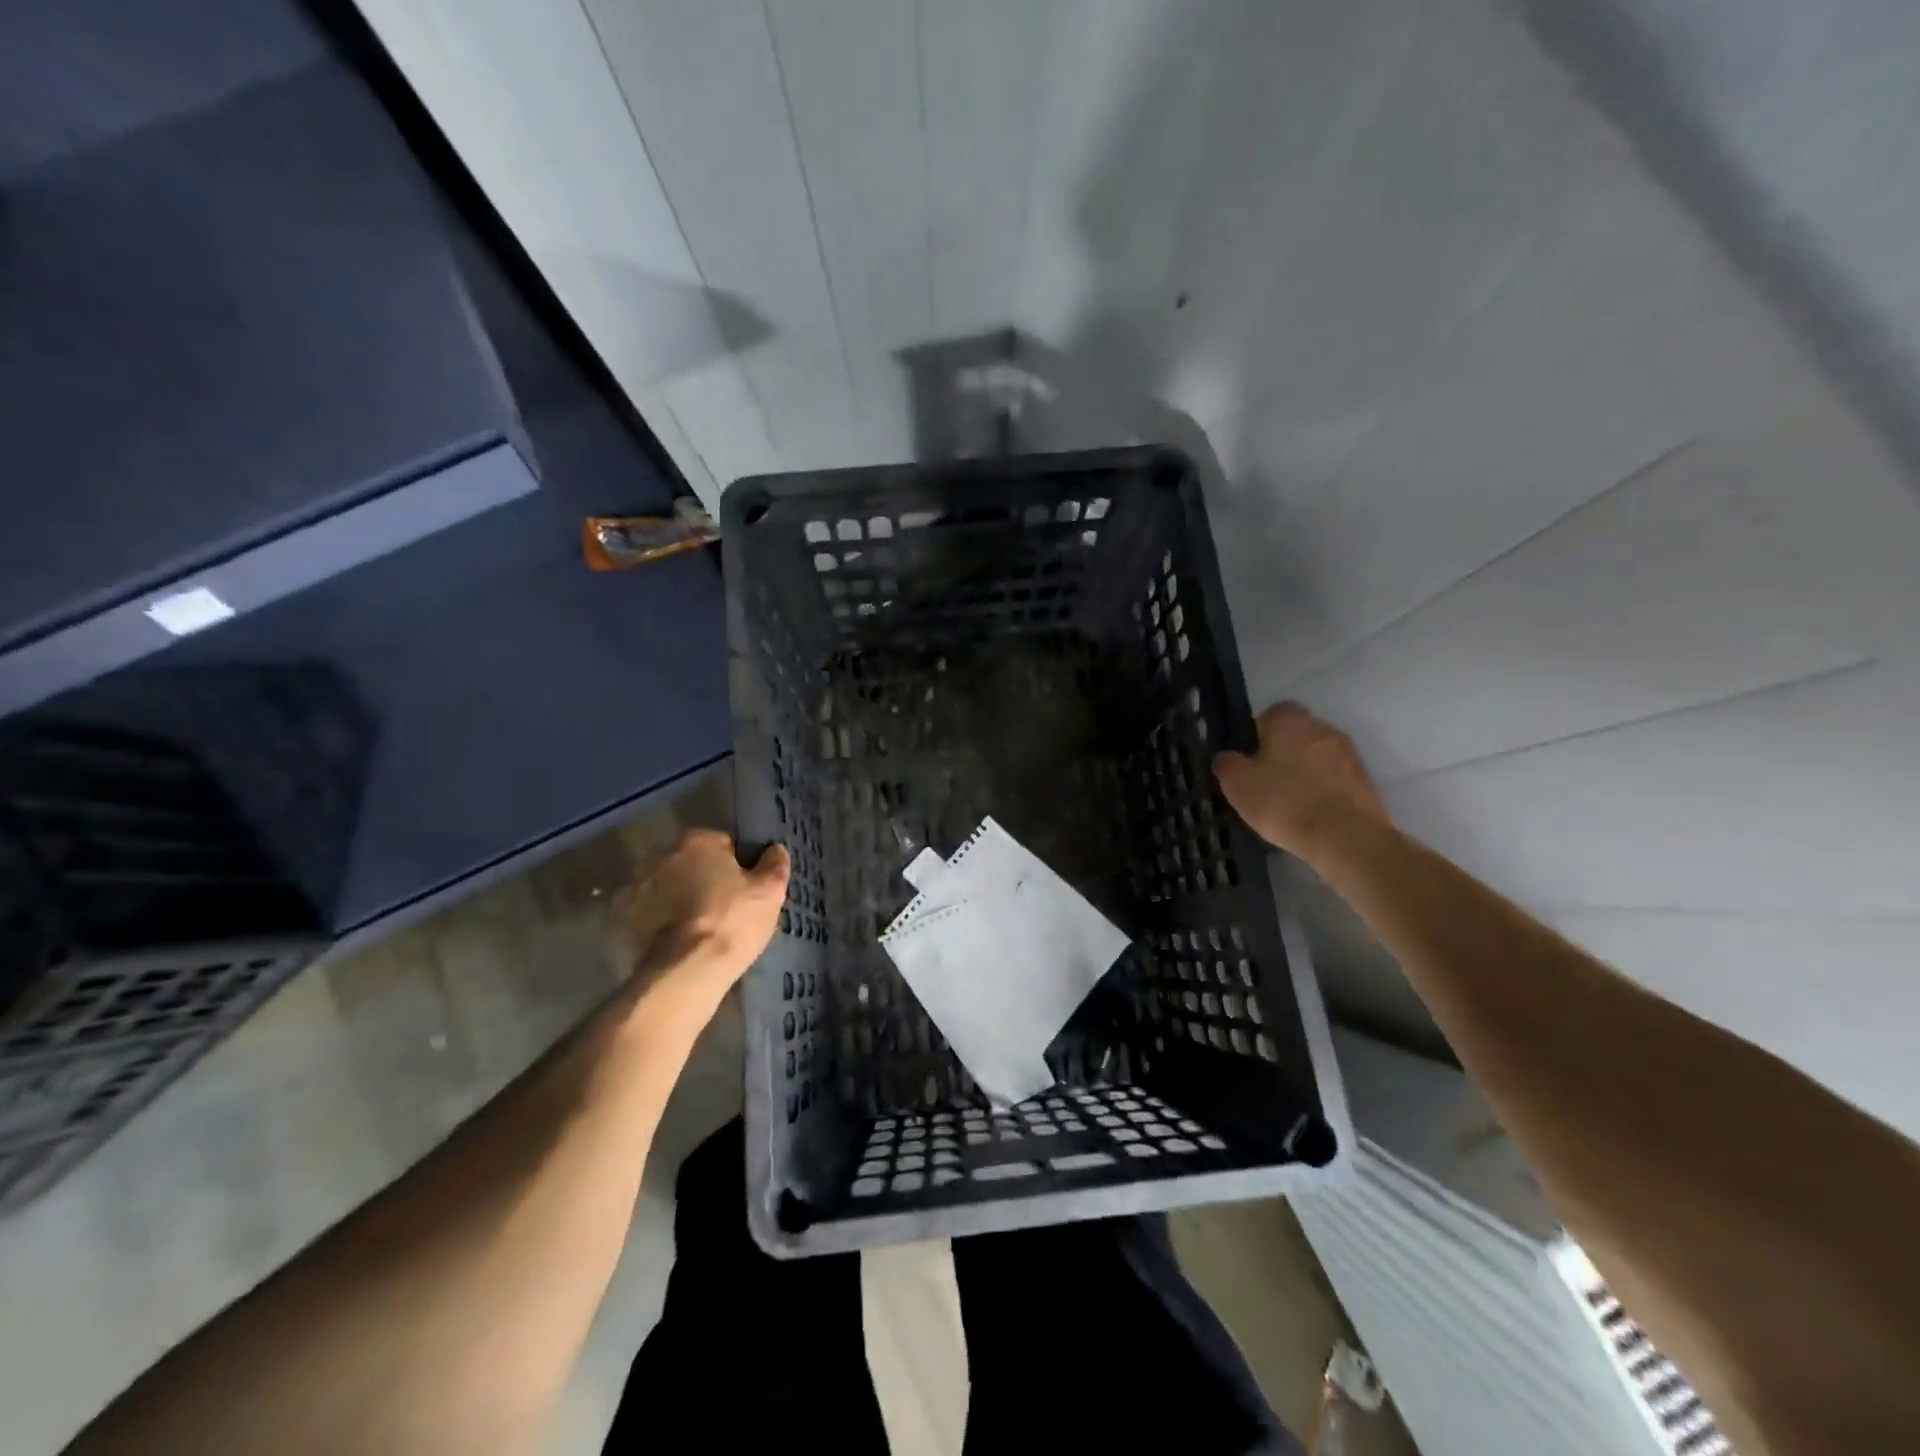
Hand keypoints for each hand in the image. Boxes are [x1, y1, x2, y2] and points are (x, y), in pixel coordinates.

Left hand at [616, 830, 789, 992]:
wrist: (686, 971)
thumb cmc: (733, 921)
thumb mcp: (770, 891)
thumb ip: (774, 864)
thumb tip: (775, 849)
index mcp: (697, 841)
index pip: (724, 843)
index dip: (738, 864)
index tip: (745, 887)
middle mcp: (661, 854)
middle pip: (691, 862)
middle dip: (704, 877)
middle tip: (724, 906)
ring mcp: (637, 886)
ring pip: (668, 886)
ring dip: (679, 897)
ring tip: (699, 927)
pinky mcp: (623, 919)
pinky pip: (649, 912)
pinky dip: (659, 921)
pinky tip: (677, 940)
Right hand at [1213, 703, 1389, 859]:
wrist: (1343, 836)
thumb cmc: (1283, 801)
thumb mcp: (1237, 784)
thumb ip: (1227, 763)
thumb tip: (1227, 757)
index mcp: (1290, 720)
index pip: (1270, 714)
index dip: (1256, 735)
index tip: (1248, 760)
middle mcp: (1323, 728)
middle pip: (1296, 735)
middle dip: (1282, 753)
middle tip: (1264, 781)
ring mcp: (1349, 754)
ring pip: (1317, 757)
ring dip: (1304, 772)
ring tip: (1288, 803)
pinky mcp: (1366, 782)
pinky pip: (1334, 780)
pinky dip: (1322, 791)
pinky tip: (1309, 814)